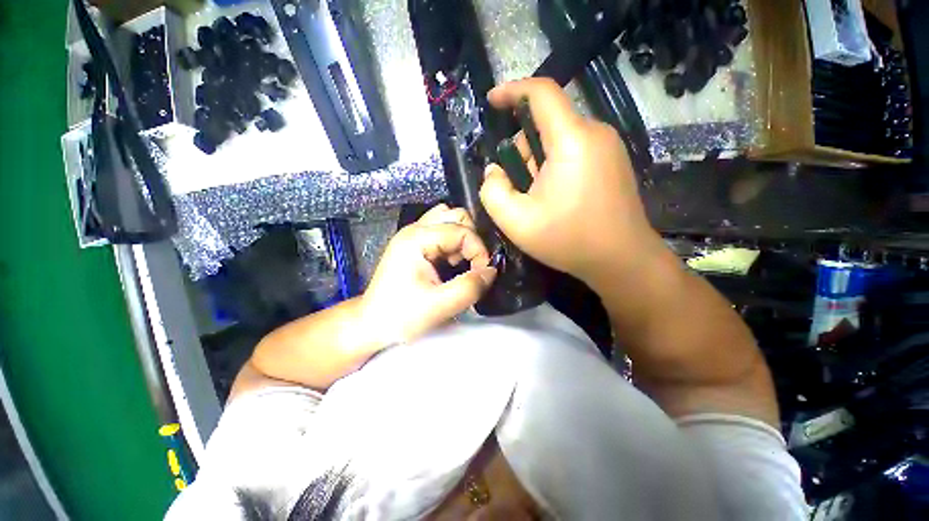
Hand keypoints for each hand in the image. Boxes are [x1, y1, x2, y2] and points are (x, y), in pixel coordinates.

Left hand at [360, 204, 496, 344]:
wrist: (372, 324)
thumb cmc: (400, 316)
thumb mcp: (438, 306)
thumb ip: (469, 287)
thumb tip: (492, 271)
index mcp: (416, 239)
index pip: (462, 231)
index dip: (479, 251)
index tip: (482, 274)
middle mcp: (414, 229)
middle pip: (456, 216)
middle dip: (471, 240)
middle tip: (470, 265)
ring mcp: (413, 234)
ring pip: (450, 219)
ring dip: (462, 238)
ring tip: (459, 262)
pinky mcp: (414, 243)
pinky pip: (442, 230)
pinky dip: (453, 243)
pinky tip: (450, 262)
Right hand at [479, 78, 662, 284]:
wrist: (622, 260)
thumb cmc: (568, 241)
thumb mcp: (516, 221)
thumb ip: (492, 191)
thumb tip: (494, 171)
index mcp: (572, 141)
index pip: (542, 93)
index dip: (512, 90)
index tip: (492, 101)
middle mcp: (595, 133)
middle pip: (546, 124)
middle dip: (522, 152)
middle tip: (519, 189)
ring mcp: (608, 147)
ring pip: (558, 140)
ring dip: (538, 164)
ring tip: (539, 200)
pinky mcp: (612, 161)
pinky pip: (573, 151)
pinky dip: (554, 168)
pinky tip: (556, 199)